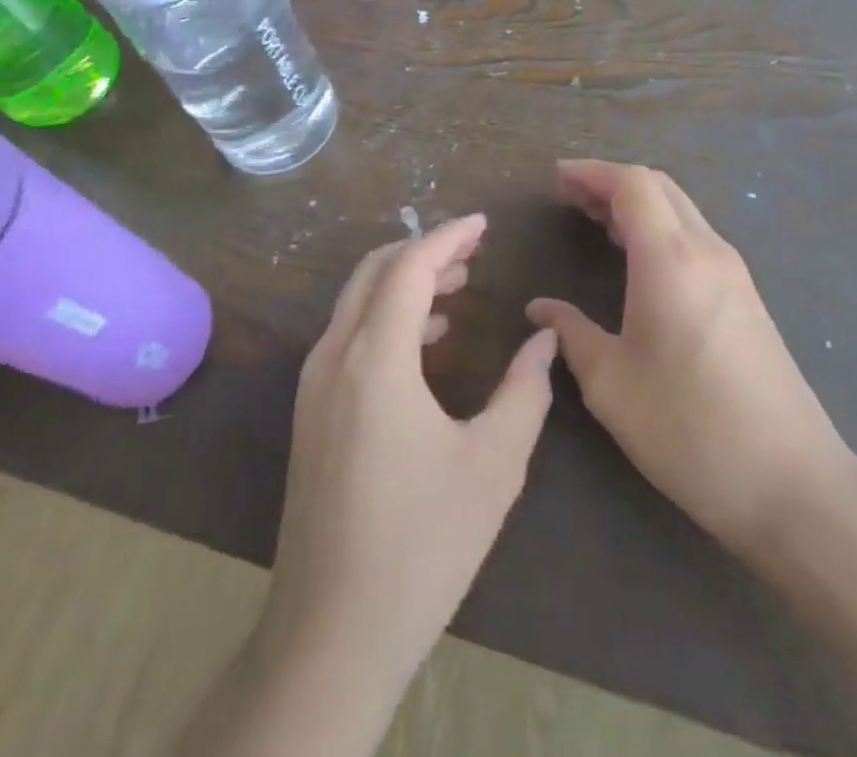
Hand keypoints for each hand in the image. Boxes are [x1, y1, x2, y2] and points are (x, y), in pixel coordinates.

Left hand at [258, 215, 557, 695]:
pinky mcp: (311, 413)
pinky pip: (350, 337)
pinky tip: (430, 341)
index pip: (409, 267)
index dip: (448, 237)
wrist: (331, 633)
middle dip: (425, 251)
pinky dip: (388, 318)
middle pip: (375, 272)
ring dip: (406, 283)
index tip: (484, 223)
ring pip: (358, 302)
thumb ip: (525, 391)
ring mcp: (315, 385)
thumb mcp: (493, 465)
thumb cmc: (422, 545)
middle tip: (474, 250)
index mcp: (375, 358)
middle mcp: (335, 356)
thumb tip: (545, 340)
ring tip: (460, 288)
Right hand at [527, 162, 854, 553]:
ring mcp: (734, 273)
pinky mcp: (747, 298)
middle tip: (569, 197)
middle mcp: (707, 252)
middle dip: (611, 182)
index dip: (591, 172)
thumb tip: (540, 309)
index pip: (632, 184)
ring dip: (636, 204)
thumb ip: (571, 334)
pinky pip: (695, 237)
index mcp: (670, 260)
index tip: (555, 178)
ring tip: (594, 220)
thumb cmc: (690, 430)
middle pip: (658, 187)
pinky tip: (636, 258)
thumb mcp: (611, 385)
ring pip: (680, 210)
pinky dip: (658, 228)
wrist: (794, 487)